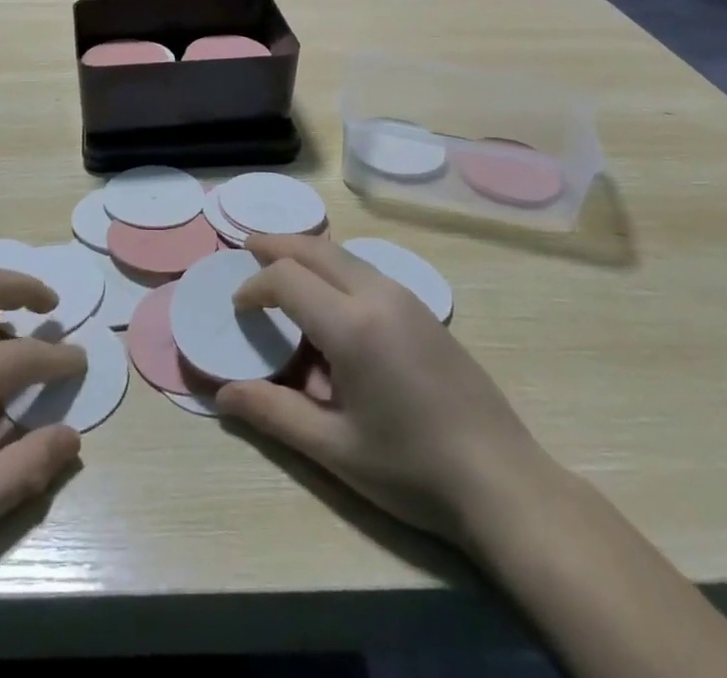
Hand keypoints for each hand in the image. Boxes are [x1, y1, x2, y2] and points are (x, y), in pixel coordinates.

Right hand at [217, 235, 551, 549]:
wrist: (503, 482)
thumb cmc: (412, 469)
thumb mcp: (335, 449)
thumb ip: (274, 413)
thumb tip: (223, 395)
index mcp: (352, 325)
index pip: (287, 278)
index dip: (255, 285)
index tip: (238, 306)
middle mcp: (378, 295)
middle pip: (317, 249)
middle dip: (278, 245)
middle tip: (248, 246)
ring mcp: (406, 298)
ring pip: (345, 255)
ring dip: (309, 254)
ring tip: (283, 267)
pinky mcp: (424, 310)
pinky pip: (368, 271)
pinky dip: (336, 268)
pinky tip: (331, 299)